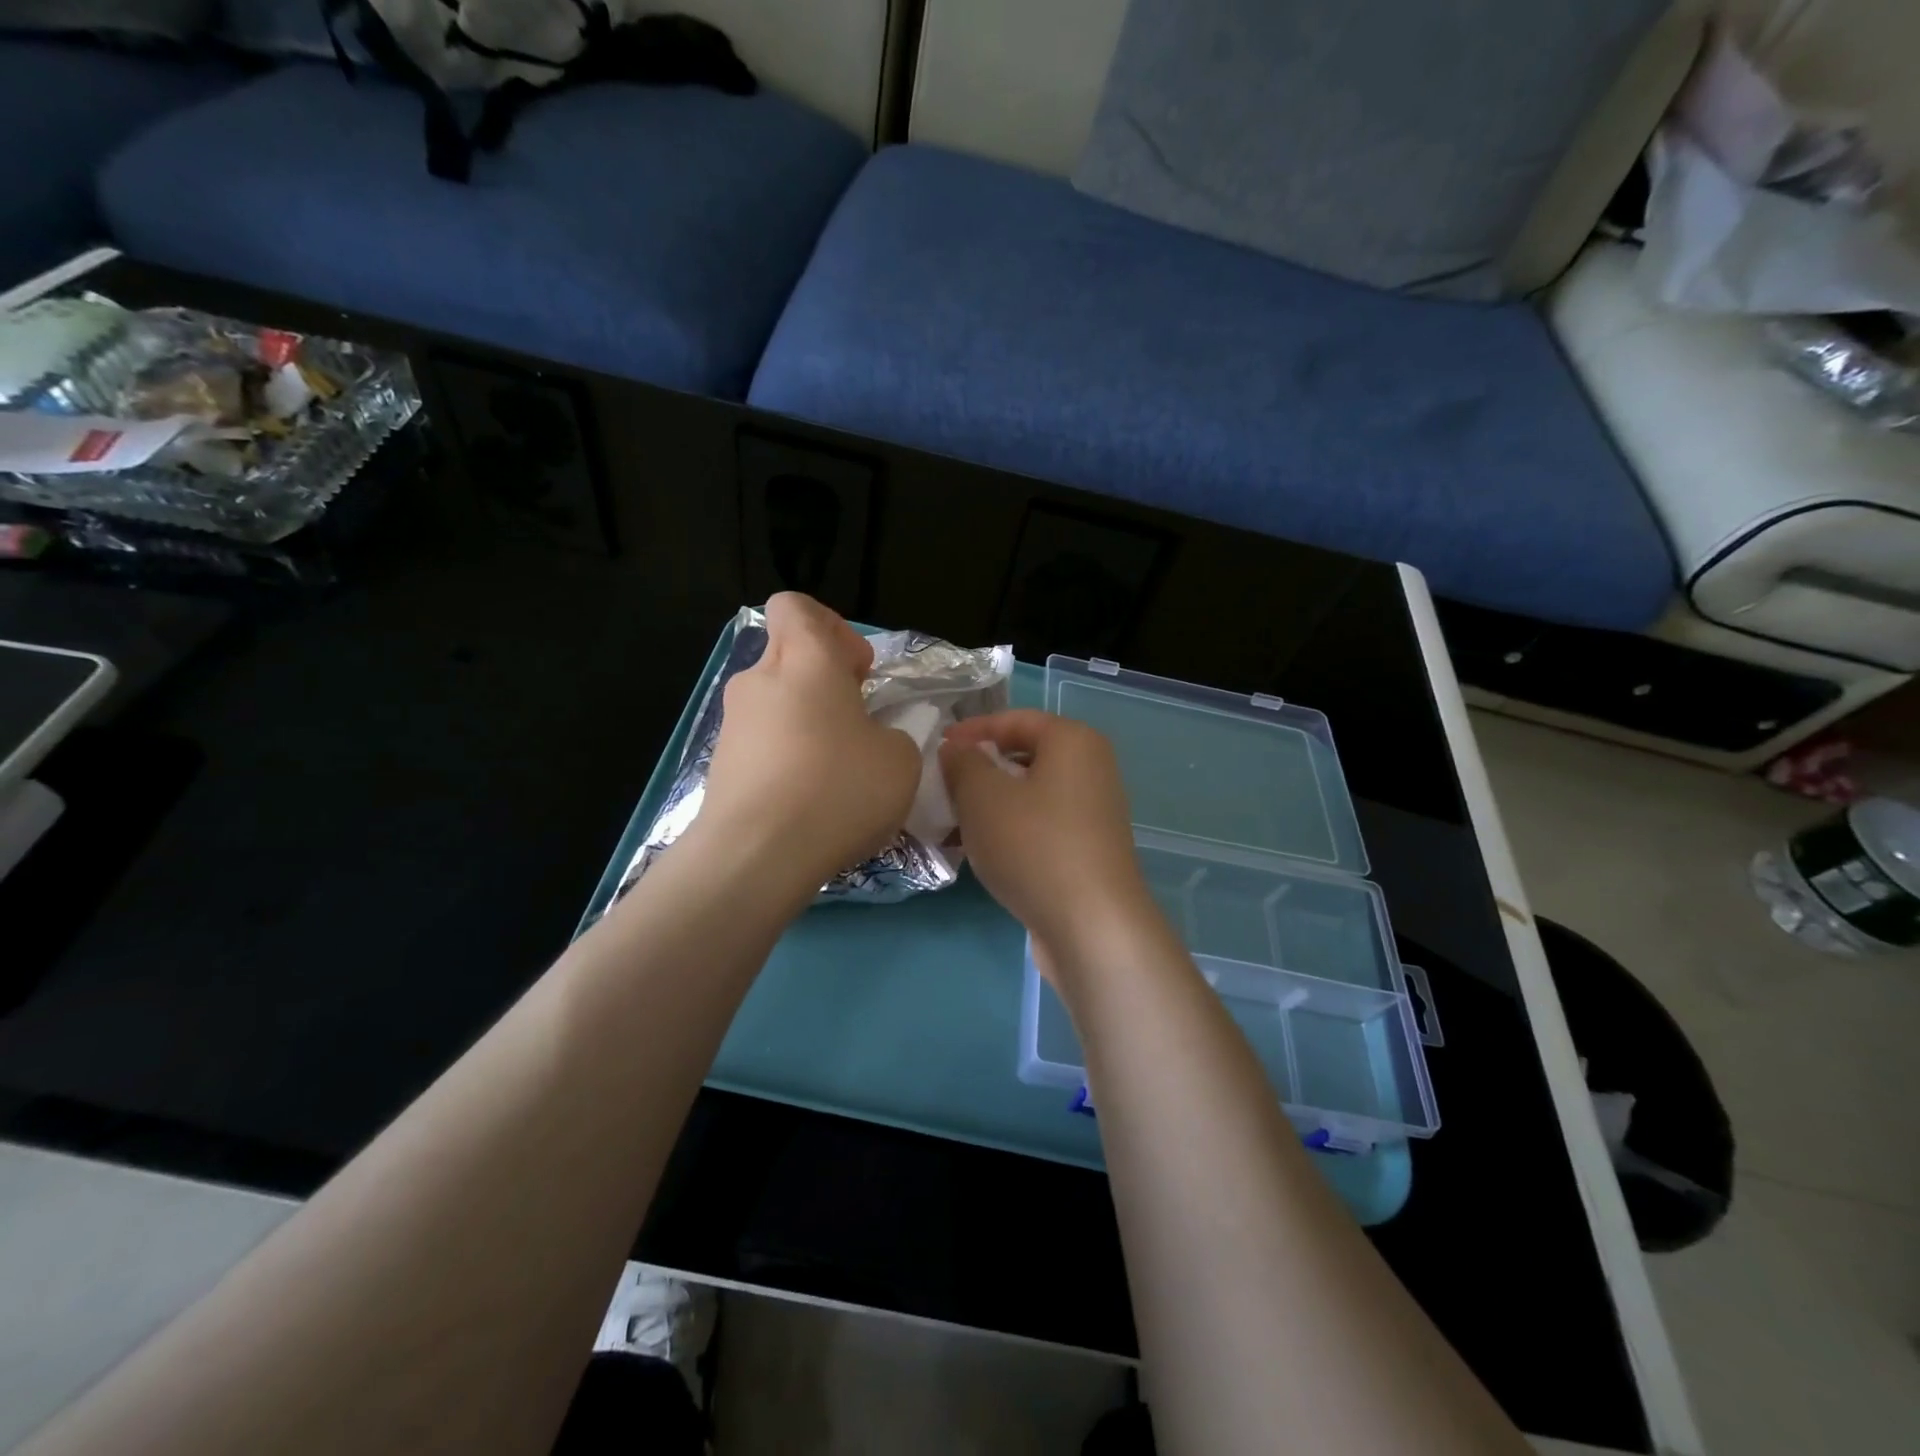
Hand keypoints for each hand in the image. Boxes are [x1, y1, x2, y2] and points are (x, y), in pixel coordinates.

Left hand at [695, 594, 920, 898]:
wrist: (757, 856)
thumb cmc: (838, 789)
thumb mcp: (900, 759)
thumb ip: (893, 735)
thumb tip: (874, 740)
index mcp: (805, 660)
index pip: (797, 607)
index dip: (831, 627)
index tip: (857, 671)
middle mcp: (760, 680)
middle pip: (788, 655)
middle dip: (824, 679)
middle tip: (857, 721)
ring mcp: (734, 724)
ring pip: (775, 703)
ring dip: (807, 722)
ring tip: (837, 771)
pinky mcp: (721, 765)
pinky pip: (762, 744)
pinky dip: (786, 758)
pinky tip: (810, 800)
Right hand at [940, 710, 1161, 979]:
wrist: (1092, 926)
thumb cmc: (1034, 844)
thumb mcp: (982, 795)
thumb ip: (962, 763)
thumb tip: (957, 751)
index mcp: (1073, 741)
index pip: (1016, 719)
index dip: (973, 730)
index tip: (936, 747)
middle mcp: (1091, 770)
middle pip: (1025, 757)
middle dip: (980, 769)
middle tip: (941, 786)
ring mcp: (1093, 813)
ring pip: (1030, 795)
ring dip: (990, 804)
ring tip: (951, 822)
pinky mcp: (1088, 851)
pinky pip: (1040, 827)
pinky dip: (1009, 831)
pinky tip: (979, 852)